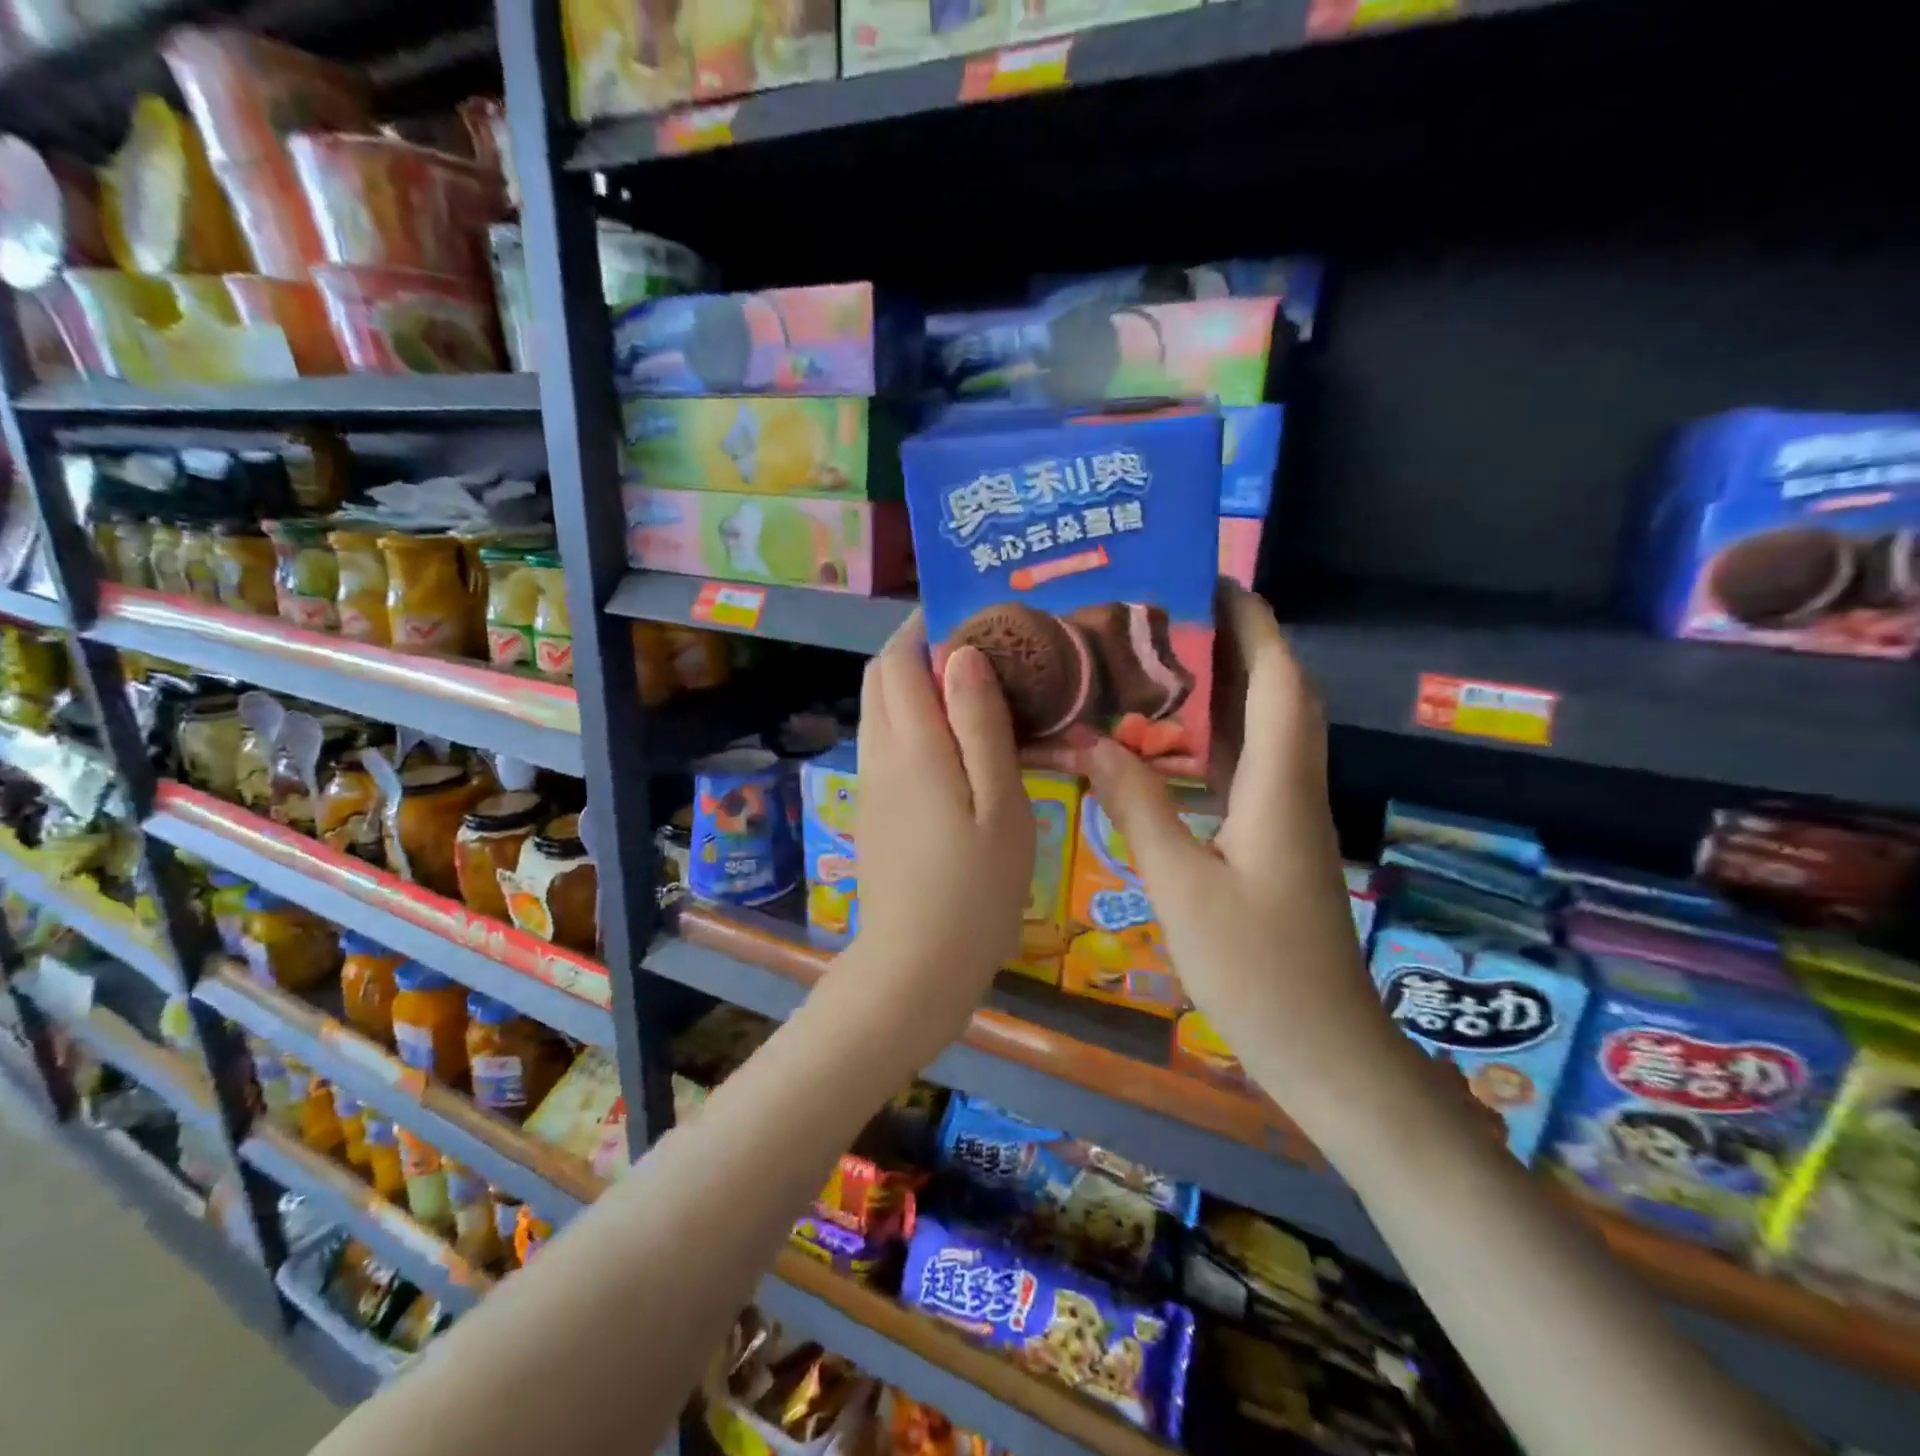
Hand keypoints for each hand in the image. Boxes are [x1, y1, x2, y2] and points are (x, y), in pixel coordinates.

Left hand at [840, 612, 1033, 1055]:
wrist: (916, 967)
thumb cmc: (975, 888)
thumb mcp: (1000, 804)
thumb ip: (981, 725)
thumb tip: (962, 654)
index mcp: (912, 745)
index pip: (898, 658)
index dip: (925, 627)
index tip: (970, 617)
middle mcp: (879, 754)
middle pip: (880, 678)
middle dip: (916, 650)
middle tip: (979, 653)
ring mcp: (870, 784)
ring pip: (879, 710)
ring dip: (912, 686)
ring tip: (972, 692)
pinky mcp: (874, 810)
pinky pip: (885, 743)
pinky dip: (911, 721)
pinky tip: (955, 744)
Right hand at [1072, 585, 1404, 1121]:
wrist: (1324, 1049)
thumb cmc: (1257, 969)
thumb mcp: (1182, 885)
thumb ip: (1137, 807)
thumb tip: (1090, 741)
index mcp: (1279, 786)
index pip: (1279, 679)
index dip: (1253, 623)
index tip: (1212, 579)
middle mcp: (1291, 787)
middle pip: (1275, 692)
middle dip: (1232, 641)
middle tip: (1165, 612)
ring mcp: (1283, 815)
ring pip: (1259, 729)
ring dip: (1220, 687)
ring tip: (1155, 659)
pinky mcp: (1270, 840)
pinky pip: (1242, 767)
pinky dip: (1209, 738)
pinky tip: (1164, 739)